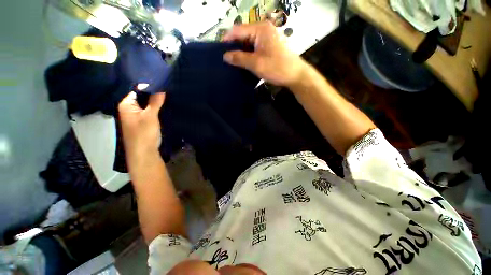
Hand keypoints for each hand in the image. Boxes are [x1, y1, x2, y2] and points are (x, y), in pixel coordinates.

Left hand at [118, 92, 164, 158]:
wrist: (144, 153)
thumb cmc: (144, 133)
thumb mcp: (150, 116)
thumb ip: (155, 101)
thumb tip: (161, 88)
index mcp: (126, 105)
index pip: (137, 90)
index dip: (149, 87)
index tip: (163, 84)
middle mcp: (129, 109)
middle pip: (142, 97)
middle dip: (154, 95)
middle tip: (167, 90)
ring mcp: (136, 116)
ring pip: (147, 105)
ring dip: (156, 103)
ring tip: (168, 97)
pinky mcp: (143, 122)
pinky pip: (149, 112)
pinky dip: (156, 109)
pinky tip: (164, 107)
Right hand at [223, 22, 306, 86]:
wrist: (295, 75)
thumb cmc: (277, 68)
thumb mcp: (256, 64)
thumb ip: (239, 58)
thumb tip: (225, 56)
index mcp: (260, 29)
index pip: (238, 30)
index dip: (227, 40)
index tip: (218, 51)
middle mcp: (264, 30)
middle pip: (243, 35)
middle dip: (234, 47)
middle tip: (226, 59)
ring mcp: (268, 38)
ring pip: (249, 43)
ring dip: (241, 52)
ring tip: (233, 62)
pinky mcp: (270, 46)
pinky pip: (255, 48)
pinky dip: (249, 54)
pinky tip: (244, 63)